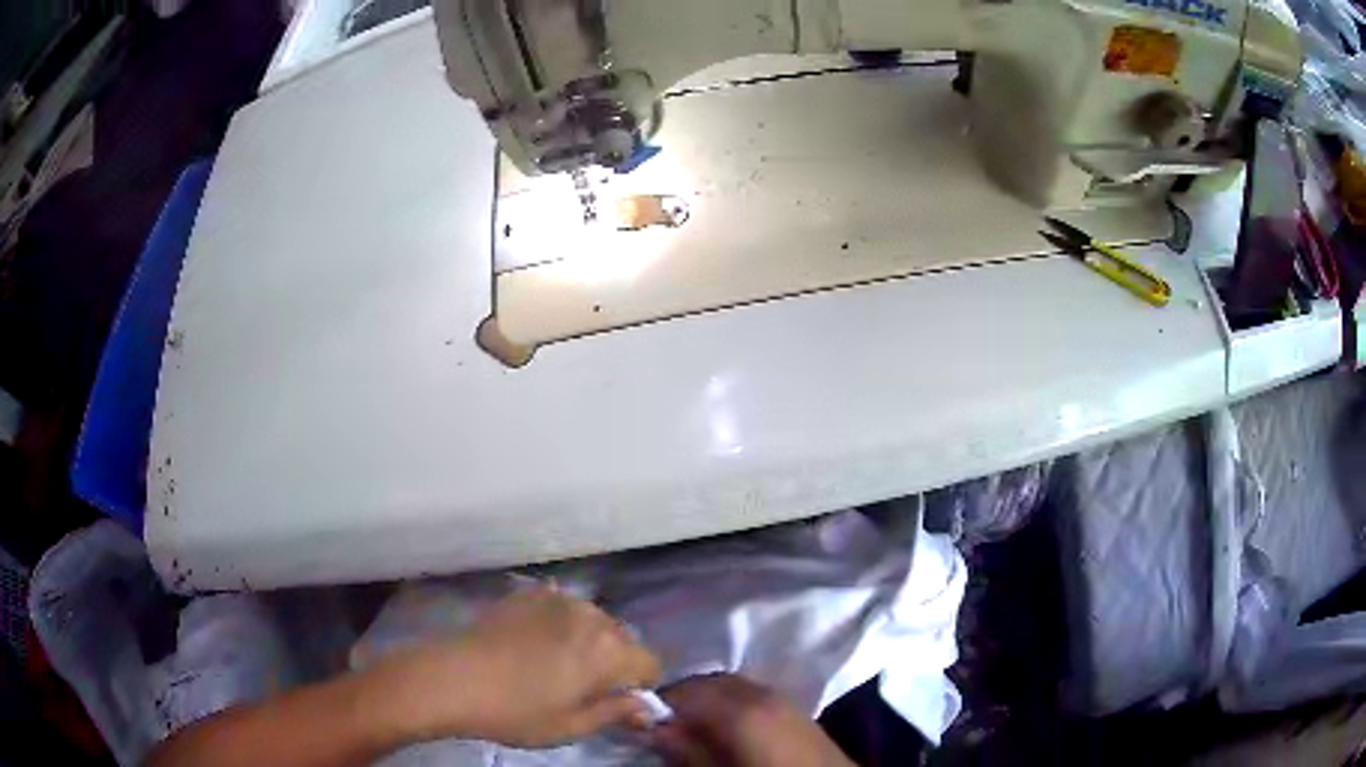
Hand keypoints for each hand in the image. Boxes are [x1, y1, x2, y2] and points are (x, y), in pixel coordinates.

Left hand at [369, 588, 661, 747]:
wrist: (453, 678)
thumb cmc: (516, 712)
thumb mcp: (572, 727)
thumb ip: (616, 713)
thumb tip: (647, 708)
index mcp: (611, 652)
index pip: (651, 664)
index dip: (640, 686)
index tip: (616, 703)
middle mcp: (593, 616)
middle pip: (624, 639)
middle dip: (614, 662)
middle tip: (581, 688)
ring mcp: (559, 598)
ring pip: (593, 621)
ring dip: (587, 641)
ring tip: (554, 664)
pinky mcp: (530, 592)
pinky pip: (561, 606)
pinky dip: (559, 623)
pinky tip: (533, 642)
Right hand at [652, 674, 853, 766]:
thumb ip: (688, 751)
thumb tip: (654, 727)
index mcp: (741, 709)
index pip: (684, 691)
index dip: (657, 703)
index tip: (639, 718)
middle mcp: (762, 692)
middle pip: (708, 681)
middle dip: (682, 697)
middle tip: (662, 723)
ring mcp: (782, 697)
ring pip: (730, 684)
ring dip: (706, 698)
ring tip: (690, 726)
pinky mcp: (796, 707)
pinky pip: (752, 693)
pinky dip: (730, 702)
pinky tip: (725, 726)